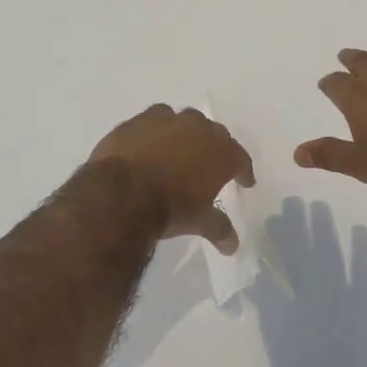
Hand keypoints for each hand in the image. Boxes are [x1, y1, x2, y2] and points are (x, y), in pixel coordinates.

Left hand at [89, 104, 254, 252]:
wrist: (121, 193)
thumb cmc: (169, 208)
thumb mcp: (198, 221)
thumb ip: (218, 228)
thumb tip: (232, 246)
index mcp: (220, 152)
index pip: (240, 158)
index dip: (243, 170)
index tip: (245, 181)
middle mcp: (198, 128)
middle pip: (214, 133)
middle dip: (215, 147)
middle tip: (212, 163)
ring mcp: (167, 120)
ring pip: (184, 120)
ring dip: (185, 133)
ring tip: (180, 149)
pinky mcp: (138, 120)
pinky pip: (153, 121)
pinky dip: (156, 132)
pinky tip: (150, 145)